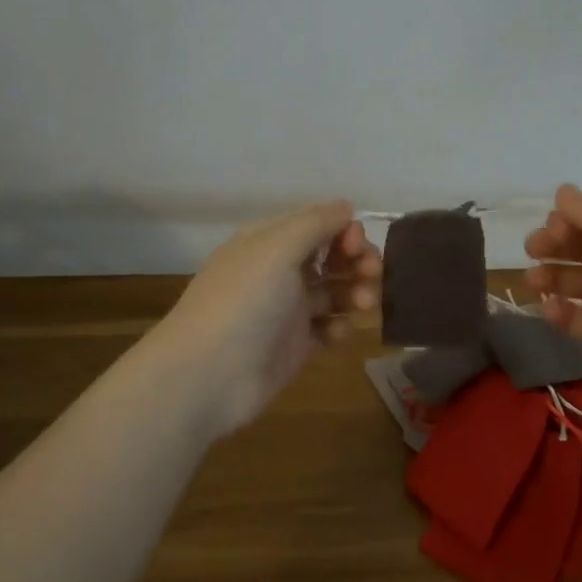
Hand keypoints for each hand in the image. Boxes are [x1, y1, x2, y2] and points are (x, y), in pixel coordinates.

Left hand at [153, 201, 380, 437]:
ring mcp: (287, 310)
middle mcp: (278, 271)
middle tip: (372, 275)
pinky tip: (337, 333)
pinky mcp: (295, 345)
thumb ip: (315, 224)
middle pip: (331, 257)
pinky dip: (339, 326)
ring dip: (355, 292)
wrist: (209, 375)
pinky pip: (328, 327)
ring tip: (363, 305)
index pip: (316, 223)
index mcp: (268, 242)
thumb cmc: (243, 302)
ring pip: (334, 292)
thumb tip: (346, 206)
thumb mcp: (276, 249)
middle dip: (357, 261)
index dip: (343, 231)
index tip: (356, 246)